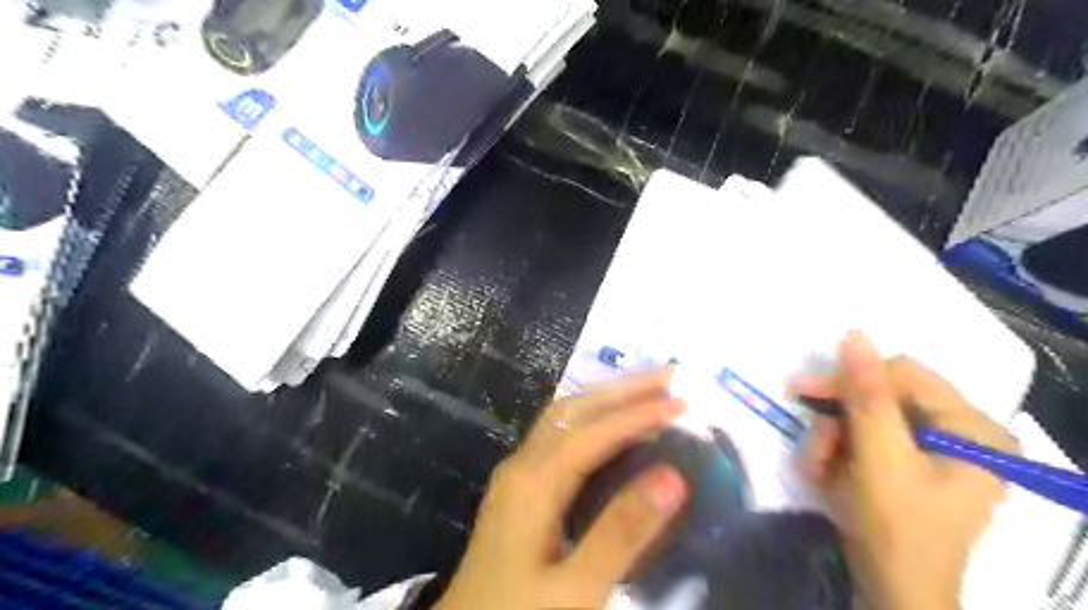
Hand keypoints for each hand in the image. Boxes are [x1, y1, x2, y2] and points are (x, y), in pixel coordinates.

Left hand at [434, 370, 685, 609]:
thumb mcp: (576, 589)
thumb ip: (622, 532)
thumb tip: (672, 475)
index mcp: (533, 483)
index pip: (593, 432)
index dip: (638, 414)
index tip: (682, 403)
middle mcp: (522, 464)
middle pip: (573, 409)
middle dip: (622, 388)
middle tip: (668, 376)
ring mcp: (517, 473)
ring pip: (563, 416)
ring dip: (606, 397)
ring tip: (647, 389)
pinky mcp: (520, 486)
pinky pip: (559, 433)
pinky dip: (592, 417)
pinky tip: (610, 424)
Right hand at [792, 333, 1010, 609]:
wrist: (893, 591)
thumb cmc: (898, 527)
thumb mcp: (879, 458)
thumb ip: (867, 396)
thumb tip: (854, 334)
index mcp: (972, 429)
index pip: (905, 375)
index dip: (852, 378)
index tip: (803, 390)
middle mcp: (958, 434)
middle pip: (883, 398)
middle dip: (838, 420)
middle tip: (807, 435)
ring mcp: (931, 451)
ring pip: (865, 420)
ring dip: (831, 441)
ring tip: (815, 469)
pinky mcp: (906, 466)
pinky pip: (864, 442)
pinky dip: (837, 455)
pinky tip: (823, 475)